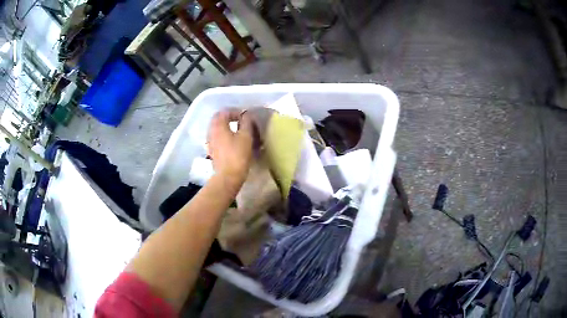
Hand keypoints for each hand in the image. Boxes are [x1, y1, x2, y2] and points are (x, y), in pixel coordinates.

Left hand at [207, 110, 253, 185]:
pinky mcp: (212, 152)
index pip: (224, 112)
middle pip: (218, 119)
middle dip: (230, 118)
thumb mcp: (246, 136)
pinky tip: (233, 142)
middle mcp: (211, 132)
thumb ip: (247, 122)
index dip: (236, 111)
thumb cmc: (238, 155)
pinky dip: (224, 136)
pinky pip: (217, 138)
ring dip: (226, 127)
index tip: (246, 117)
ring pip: (217, 129)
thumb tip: (246, 115)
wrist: (228, 176)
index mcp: (218, 126)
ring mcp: (210, 143)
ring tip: (238, 132)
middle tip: (241, 122)